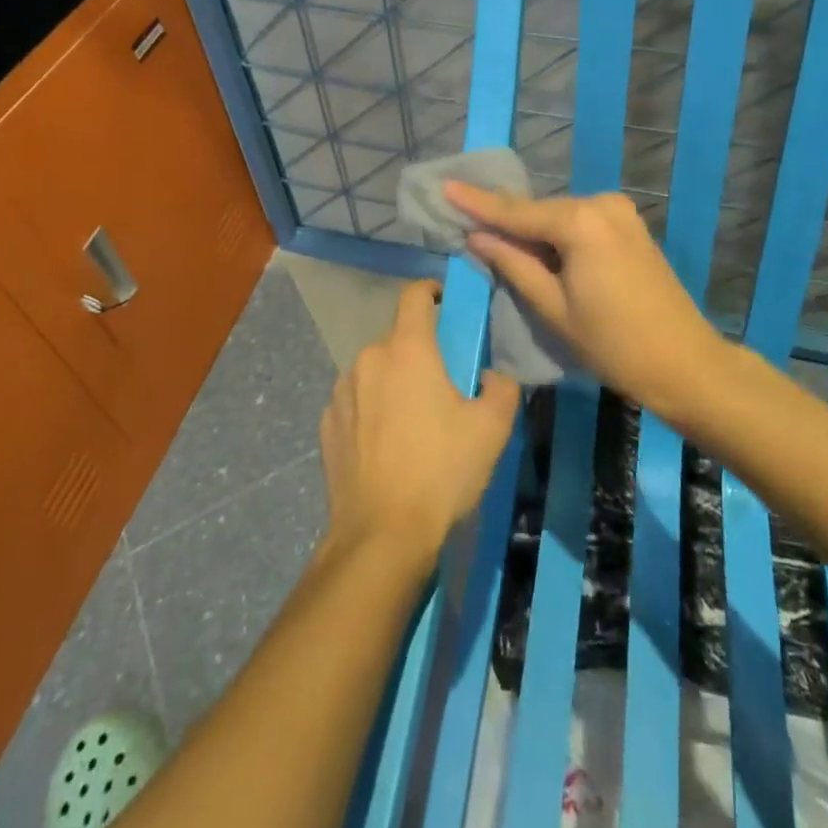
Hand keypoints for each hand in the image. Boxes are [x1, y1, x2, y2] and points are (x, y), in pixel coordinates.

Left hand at [318, 280, 518, 574]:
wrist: (381, 535)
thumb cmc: (441, 472)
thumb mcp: (492, 429)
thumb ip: (501, 387)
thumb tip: (489, 375)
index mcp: (408, 349)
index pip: (414, 295)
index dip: (432, 291)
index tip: (447, 302)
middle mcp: (369, 359)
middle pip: (398, 338)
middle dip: (420, 351)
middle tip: (443, 383)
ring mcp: (341, 391)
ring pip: (375, 370)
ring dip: (394, 381)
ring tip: (414, 421)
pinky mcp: (327, 424)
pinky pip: (356, 401)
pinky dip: (371, 409)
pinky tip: (386, 446)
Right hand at [445, 183, 728, 415]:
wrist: (685, 363)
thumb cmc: (614, 343)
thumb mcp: (554, 308)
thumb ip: (513, 264)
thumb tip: (477, 237)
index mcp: (581, 222)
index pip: (517, 211)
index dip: (477, 203)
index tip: (445, 186)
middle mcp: (601, 204)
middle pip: (539, 212)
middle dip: (505, 221)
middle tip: (464, 223)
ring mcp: (620, 213)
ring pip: (559, 218)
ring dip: (531, 232)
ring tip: (494, 242)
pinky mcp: (629, 226)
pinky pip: (580, 224)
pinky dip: (556, 236)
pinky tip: (536, 249)